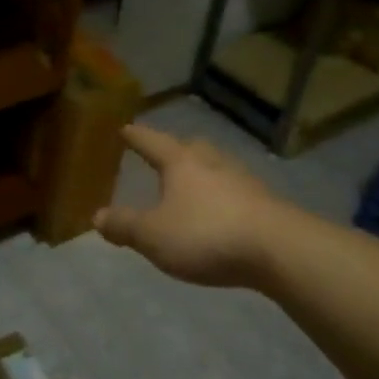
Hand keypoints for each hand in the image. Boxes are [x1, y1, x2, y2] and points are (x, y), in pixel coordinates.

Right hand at [95, 126, 289, 288]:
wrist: (280, 250)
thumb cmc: (206, 235)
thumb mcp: (152, 235)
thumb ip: (124, 225)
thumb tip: (98, 217)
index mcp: (181, 163)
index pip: (152, 143)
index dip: (137, 137)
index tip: (125, 128)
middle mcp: (213, 163)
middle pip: (190, 147)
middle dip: (174, 148)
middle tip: (163, 153)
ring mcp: (244, 182)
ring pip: (216, 167)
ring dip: (201, 171)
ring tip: (191, 182)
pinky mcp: (266, 204)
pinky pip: (235, 191)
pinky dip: (221, 195)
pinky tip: (219, 210)